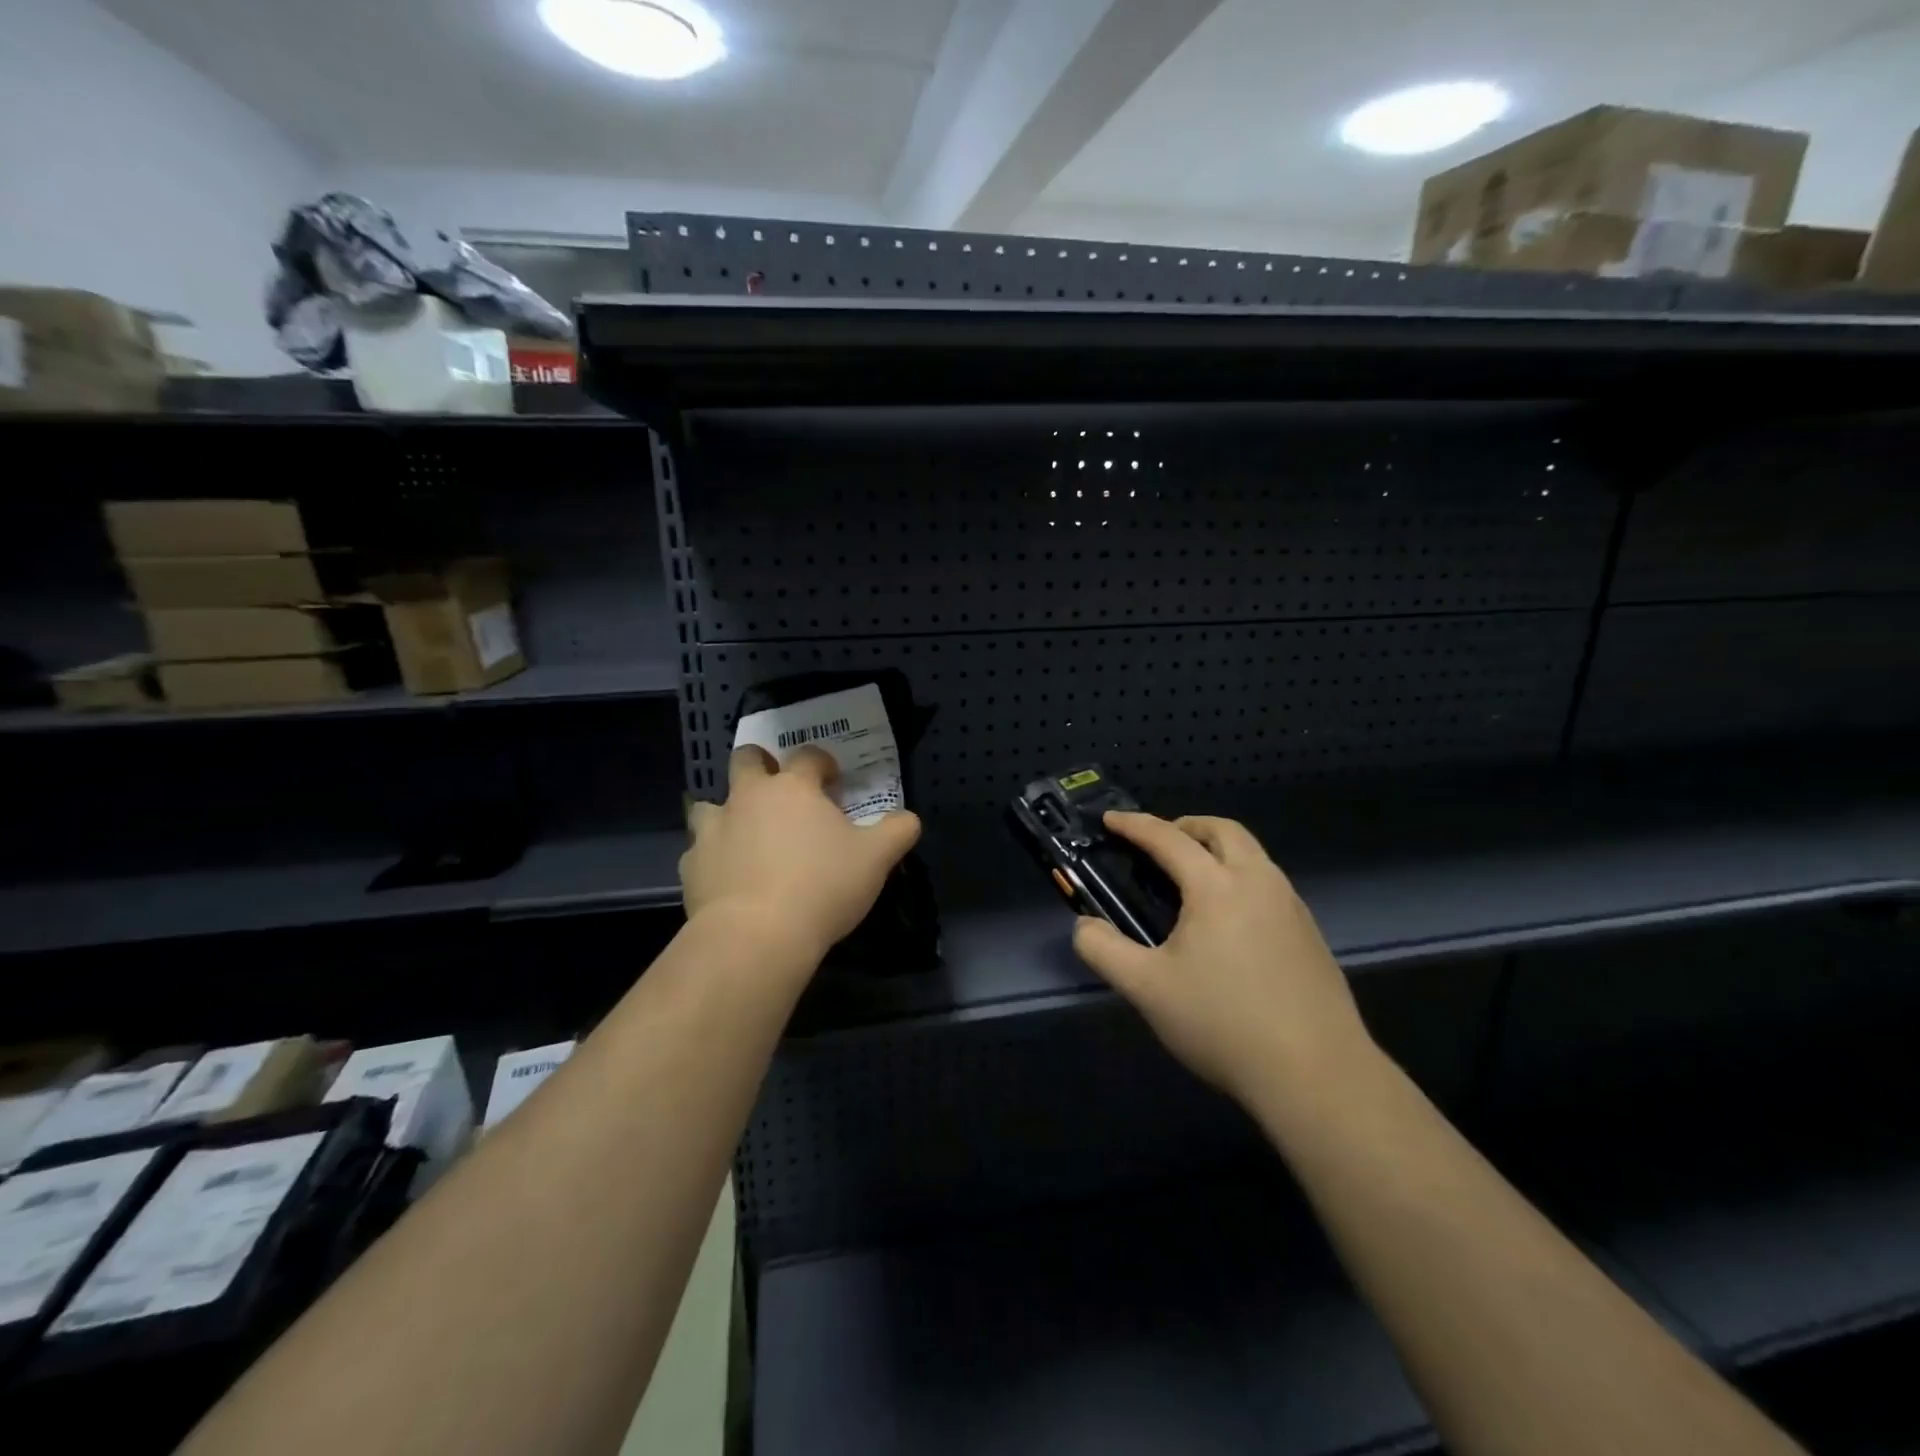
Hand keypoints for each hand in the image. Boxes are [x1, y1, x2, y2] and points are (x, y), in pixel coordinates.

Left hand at [681, 745, 921, 966]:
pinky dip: (713, 856)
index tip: (833, 780)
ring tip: (746, 835)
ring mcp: (714, 829)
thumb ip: (897, 831)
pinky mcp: (691, 865)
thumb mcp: (876, 859)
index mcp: (793, 788)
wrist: (755, 936)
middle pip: (747, 760)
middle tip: (780, 789)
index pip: (808, 756)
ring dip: (728, 811)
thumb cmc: (822, 886)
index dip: (823, 763)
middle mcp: (748, 797)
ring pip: (711, 804)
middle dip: (762, 764)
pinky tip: (728, 877)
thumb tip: (908, 818)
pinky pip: (699, 850)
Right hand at [1071, 813, 1371, 1104]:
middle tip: (1159, 843)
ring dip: (1218, 850)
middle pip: (1223, 830)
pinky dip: (1241, 877)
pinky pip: (1269, 884)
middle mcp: (1259, 883)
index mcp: (1217, 886)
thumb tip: (1084, 926)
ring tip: (1191, 880)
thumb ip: (1103, 950)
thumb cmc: (1223, 1023)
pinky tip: (1229, 921)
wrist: (1317, 1074)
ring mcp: (1292, 907)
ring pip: (1253, 855)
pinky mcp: (1311, 934)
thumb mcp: (1146, 989)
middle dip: (1186, 825)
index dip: (1134, 825)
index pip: (1168, 838)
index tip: (1110, 819)